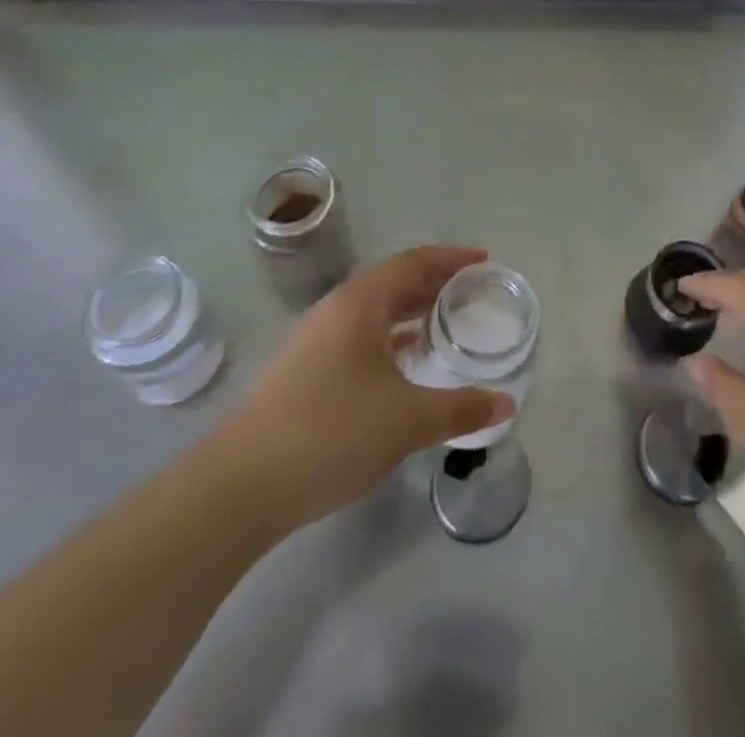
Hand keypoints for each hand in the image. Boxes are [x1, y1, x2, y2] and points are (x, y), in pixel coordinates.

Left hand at [211, 246, 514, 527]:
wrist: (238, 487)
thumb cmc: (331, 432)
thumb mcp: (407, 420)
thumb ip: (461, 408)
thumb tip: (506, 405)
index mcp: (360, 302)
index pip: (414, 261)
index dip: (452, 258)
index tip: (484, 260)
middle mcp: (335, 310)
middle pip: (393, 282)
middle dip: (434, 284)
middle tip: (471, 294)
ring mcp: (313, 341)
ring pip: (373, 312)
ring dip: (410, 313)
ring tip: (443, 326)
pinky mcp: (302, 372)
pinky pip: (358, 337)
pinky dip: (389, 340)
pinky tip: (403, 368)